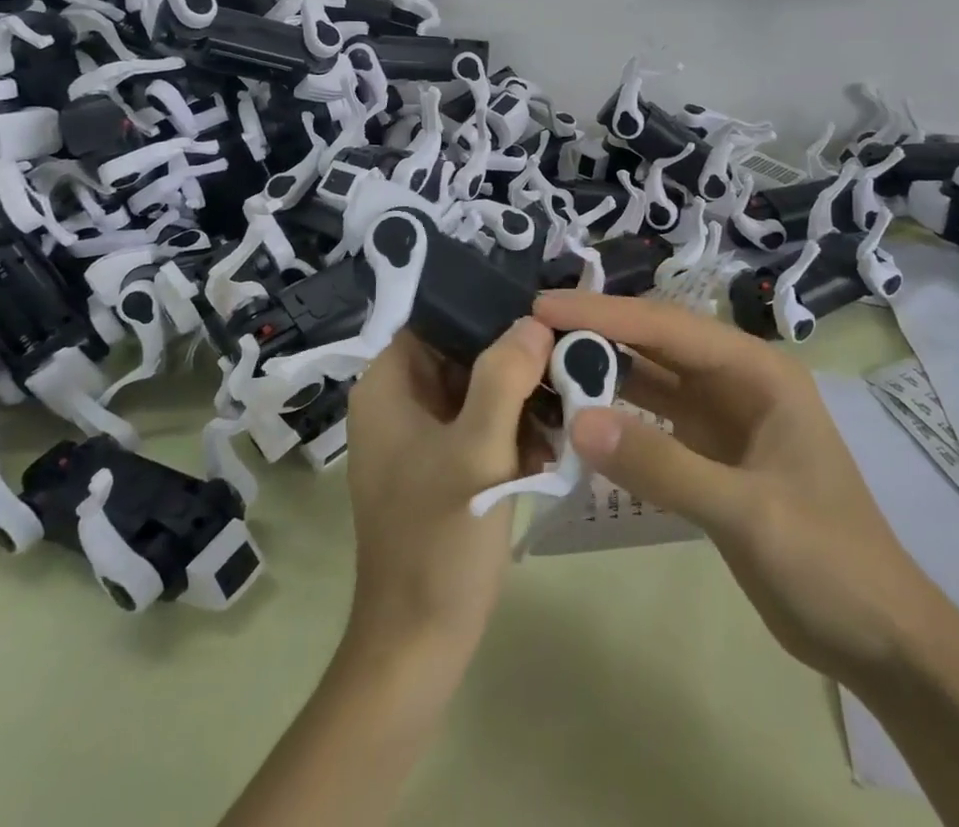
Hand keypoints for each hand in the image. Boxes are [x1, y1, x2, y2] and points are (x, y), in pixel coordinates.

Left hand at [343, 320, 555, 660]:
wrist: (419, 647)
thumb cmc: (441, 539)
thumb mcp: (478, 452)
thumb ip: (504, 377)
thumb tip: (532, 320)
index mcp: (389, 386)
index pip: (439, 318)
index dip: (488, 311)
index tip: (543, 318)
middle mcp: (399, 402)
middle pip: (464, 353)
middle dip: (515, 362)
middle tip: (568, 366)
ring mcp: (420, 437)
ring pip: (479, 390)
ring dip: (521, 400)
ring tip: (567, 412)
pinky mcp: (442, 467)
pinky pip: (482, 426)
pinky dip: (514, 431)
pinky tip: (551, 448)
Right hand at [533, 290, 931, 684]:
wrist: (877, 637)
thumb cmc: (828, 560)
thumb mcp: (747, 511)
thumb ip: (662, 465)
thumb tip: (577, 422)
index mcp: (757, 371)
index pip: (668, 326)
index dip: (605, 313)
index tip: (544, 306)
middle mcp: (736, 381)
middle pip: (656, 344)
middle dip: (598, 334)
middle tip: (532, 333)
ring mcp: (722, 418)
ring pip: (651, 380)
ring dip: (603, 372)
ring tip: (542, 366)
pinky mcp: (709, 455)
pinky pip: (653, 422)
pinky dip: (616, 417)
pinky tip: (577, 418)